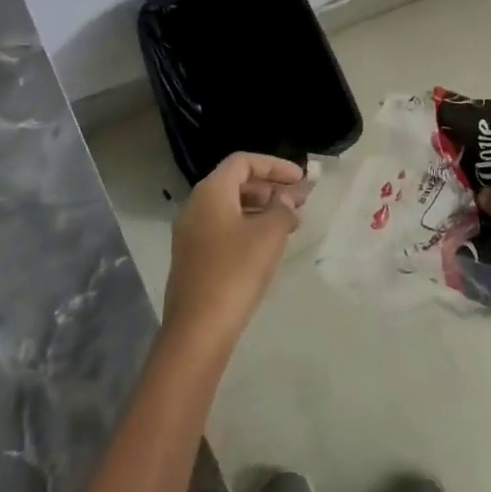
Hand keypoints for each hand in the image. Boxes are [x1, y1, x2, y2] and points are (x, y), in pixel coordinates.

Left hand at [162, 152, 307, 354]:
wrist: (198, 329)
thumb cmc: (236, 272)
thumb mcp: (269, 235)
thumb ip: (282, 208)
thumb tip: (285, 200)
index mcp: (210, 192)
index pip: (243, 162)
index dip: (274, 165)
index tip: (300, 179)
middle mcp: (195, 206)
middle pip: (236, 182)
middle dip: (270, 187)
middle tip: (299, 201)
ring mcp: (190, 233)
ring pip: (230, 207)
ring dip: (261, 209)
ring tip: (290, 224)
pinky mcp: (193, 257)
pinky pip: (223, 228)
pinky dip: (248, 227)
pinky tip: (268, 245)